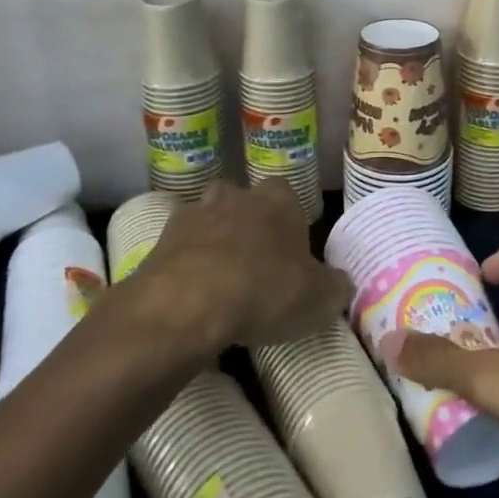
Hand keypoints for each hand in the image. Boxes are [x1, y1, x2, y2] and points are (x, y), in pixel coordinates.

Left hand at [140, 180, 352, 349]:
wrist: (189, 303)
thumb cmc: (265, 290)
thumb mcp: (319, 298)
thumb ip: (334, 286)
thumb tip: (339, 282)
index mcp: (278, 200)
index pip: (287, 194)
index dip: (289, 220)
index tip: (291, 250)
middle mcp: (235, 197)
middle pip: (242, 199)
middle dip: (246, 223)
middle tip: (254, 261)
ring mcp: (193, 216)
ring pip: (206, 219)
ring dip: (212, 241)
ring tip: (219, 280)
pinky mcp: (159, 243)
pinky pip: (178, 250)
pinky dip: (184, 266)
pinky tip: (191, 296)